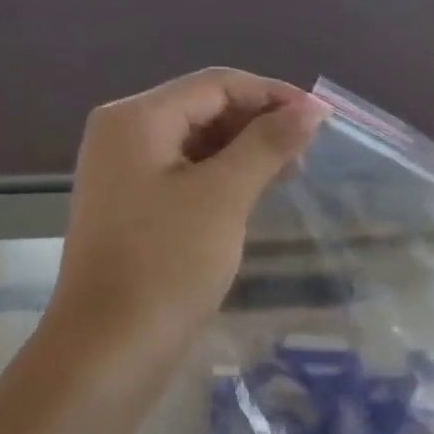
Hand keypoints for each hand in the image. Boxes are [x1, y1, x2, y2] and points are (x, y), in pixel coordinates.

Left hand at [49, 69, 326, 362]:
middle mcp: (124, 135)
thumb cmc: (167, 264)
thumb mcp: (223, 197)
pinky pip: (186, 175)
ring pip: (197, 144)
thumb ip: (268, 144)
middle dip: (259, 123)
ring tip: (292, 171)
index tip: (323, 119)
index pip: (216, 84)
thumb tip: (312, 108)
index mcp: (136, 118)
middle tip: (309, 151)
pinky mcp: (133, 209)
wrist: (110, 348)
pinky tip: (256, 193)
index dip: (273, 95)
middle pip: (204, 109)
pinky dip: (223, 178)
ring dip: (245, 151)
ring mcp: (125, 174)